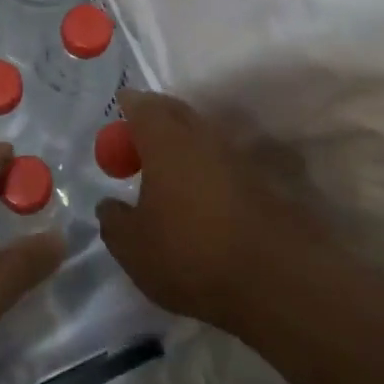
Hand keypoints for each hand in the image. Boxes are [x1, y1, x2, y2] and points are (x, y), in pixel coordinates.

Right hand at [97, 91, 323, 330]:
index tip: (120, 110)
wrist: (273, 278)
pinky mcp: (263, 180)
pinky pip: (226, 161)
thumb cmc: (189, 254)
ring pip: (204, 136)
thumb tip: (109, 205)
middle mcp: (204, 136)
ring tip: (170, 171)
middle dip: (157, 117)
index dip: (129, 105)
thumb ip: (114, 220)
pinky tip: (203, 196)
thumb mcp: (132, 247)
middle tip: (140, 136)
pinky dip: (209, 168)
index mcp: (166, 141)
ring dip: (185, 144)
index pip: (143, 106)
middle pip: (177, 112)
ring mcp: (239, 155)